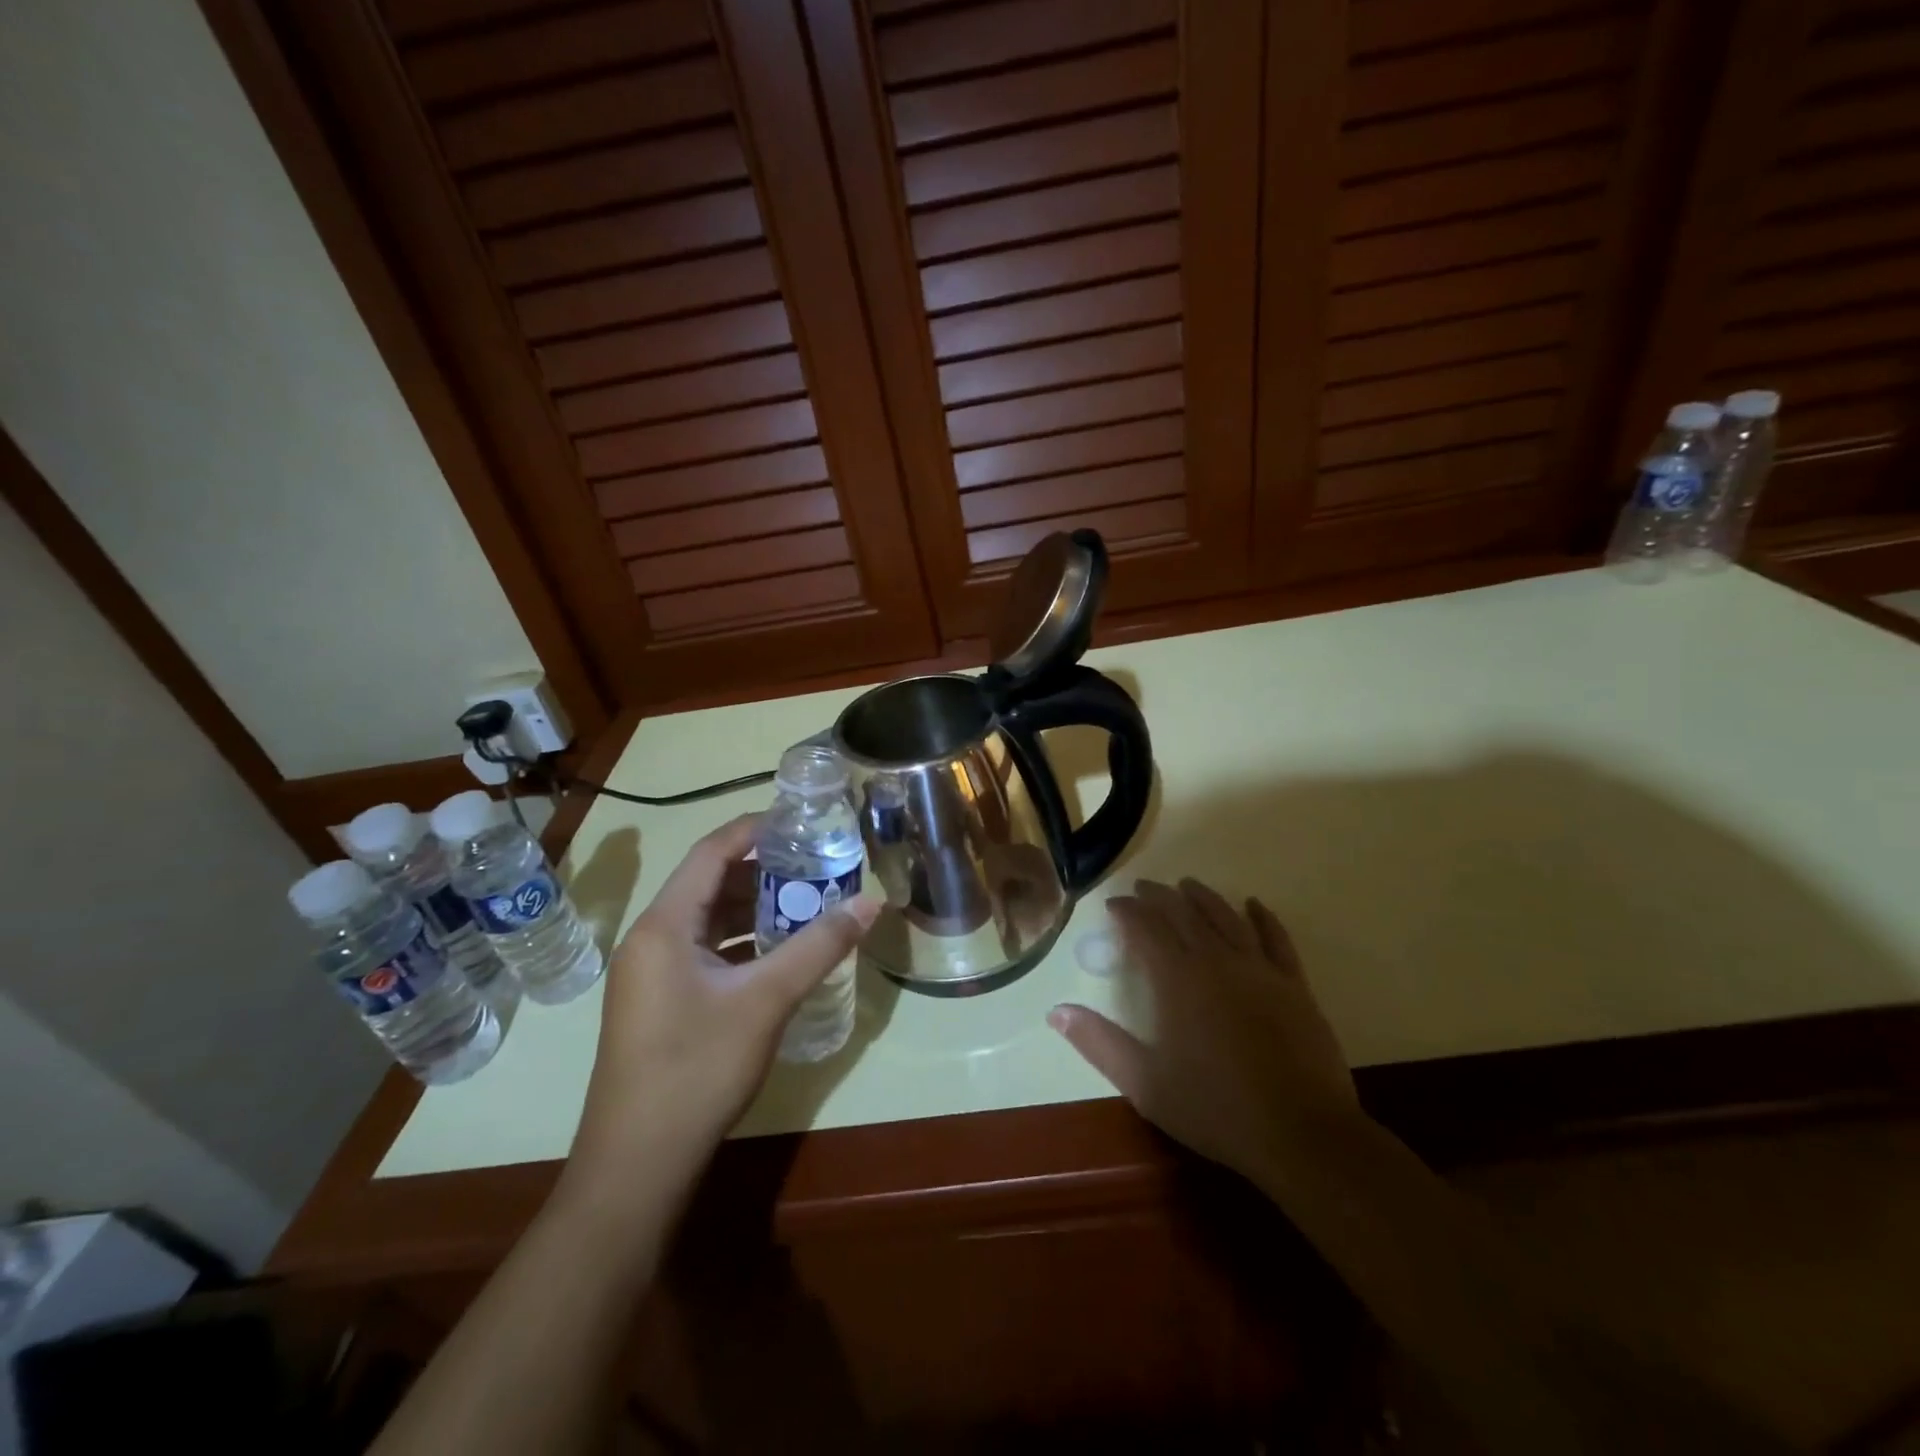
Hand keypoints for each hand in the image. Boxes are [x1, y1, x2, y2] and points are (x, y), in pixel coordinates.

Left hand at [564, 814, 879, 1202]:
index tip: (804, 821)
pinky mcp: (660, 1003)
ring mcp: (652, 974)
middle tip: (818, 864)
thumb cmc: (696, 1069)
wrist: (637, 1166)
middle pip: (710, 883)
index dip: (756, 828)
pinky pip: (706, 952)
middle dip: (764, 870)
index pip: (712, 850)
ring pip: (709, 920)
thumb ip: (819, 946)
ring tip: (808, 902)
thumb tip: (870, 902)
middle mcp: (652, 939)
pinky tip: (781, 953)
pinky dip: (743, 943)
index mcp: (665, 924)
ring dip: (756, 908)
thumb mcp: (766, 1000)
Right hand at [1049, 878, 1359, 1184]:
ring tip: (1188, 885)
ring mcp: (1259, 969)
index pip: (1145, 928)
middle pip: (1184, 913)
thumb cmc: (1214, 1108)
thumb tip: (1055, 1010)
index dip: (1126, 911)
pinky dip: (1263, 917)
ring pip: (1226, 917)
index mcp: (1177, 978)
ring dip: (1204, 897)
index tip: (1113, 904)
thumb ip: (1098, 1042)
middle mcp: (1216, 960)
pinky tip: (1254, 905)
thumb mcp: (1144, 1083)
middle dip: (1159, 897)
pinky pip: (1276, 938)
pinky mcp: (1293, 984)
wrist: (1301, 1133)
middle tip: (1143, 887)